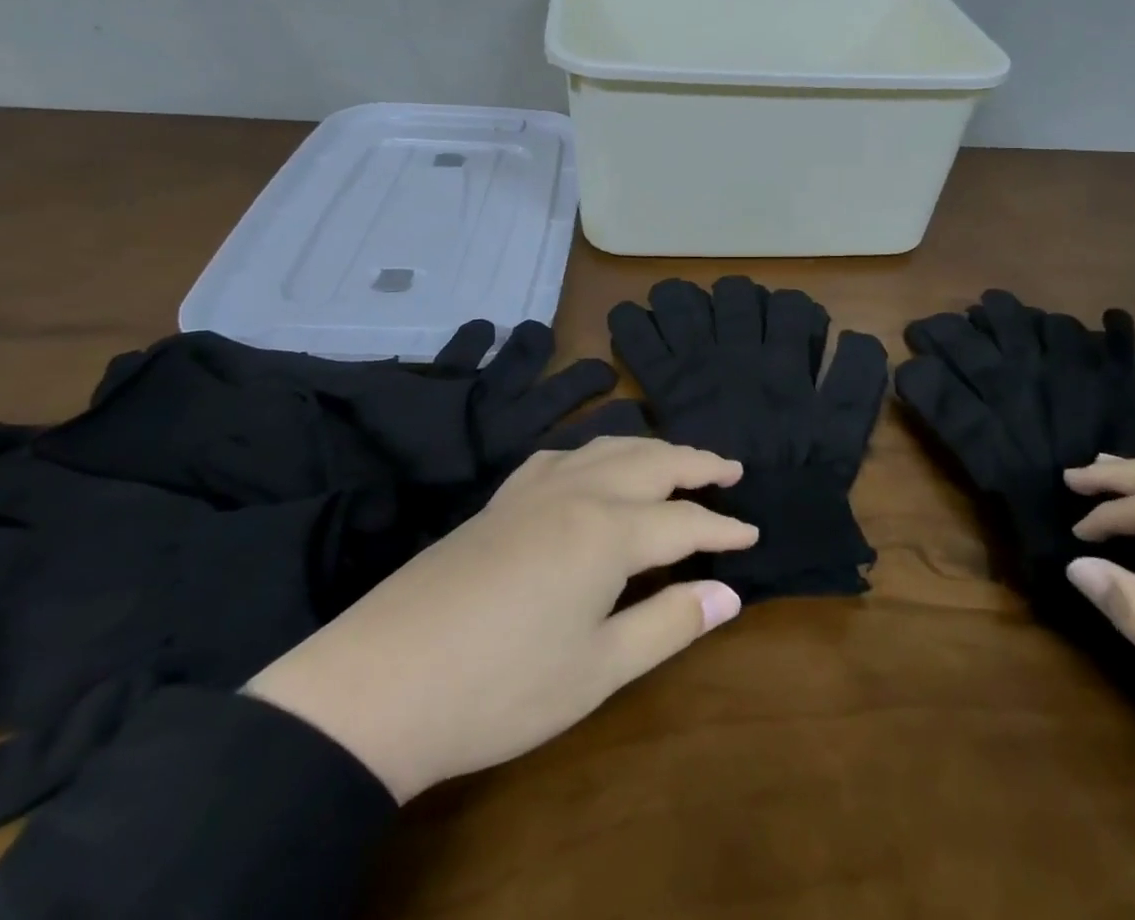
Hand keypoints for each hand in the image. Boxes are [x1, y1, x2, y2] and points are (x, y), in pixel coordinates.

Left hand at [244, 437, 756, 803]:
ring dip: (651, 448)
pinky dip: (596, 449)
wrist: (380, 683)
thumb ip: (668, 623)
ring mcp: (533, 489)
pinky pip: (563, 454)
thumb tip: (730, 593)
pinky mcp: (501, 499)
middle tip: (732, 469)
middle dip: (697, 463)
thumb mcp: (597, 670)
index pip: (684, 521)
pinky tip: (594, 463)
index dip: (723, 528)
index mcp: (607, 531)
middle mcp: (577, 492)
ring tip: (678, 460)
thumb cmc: (501, 688)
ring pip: (608, 447)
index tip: (754, 535)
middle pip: (652, 461)